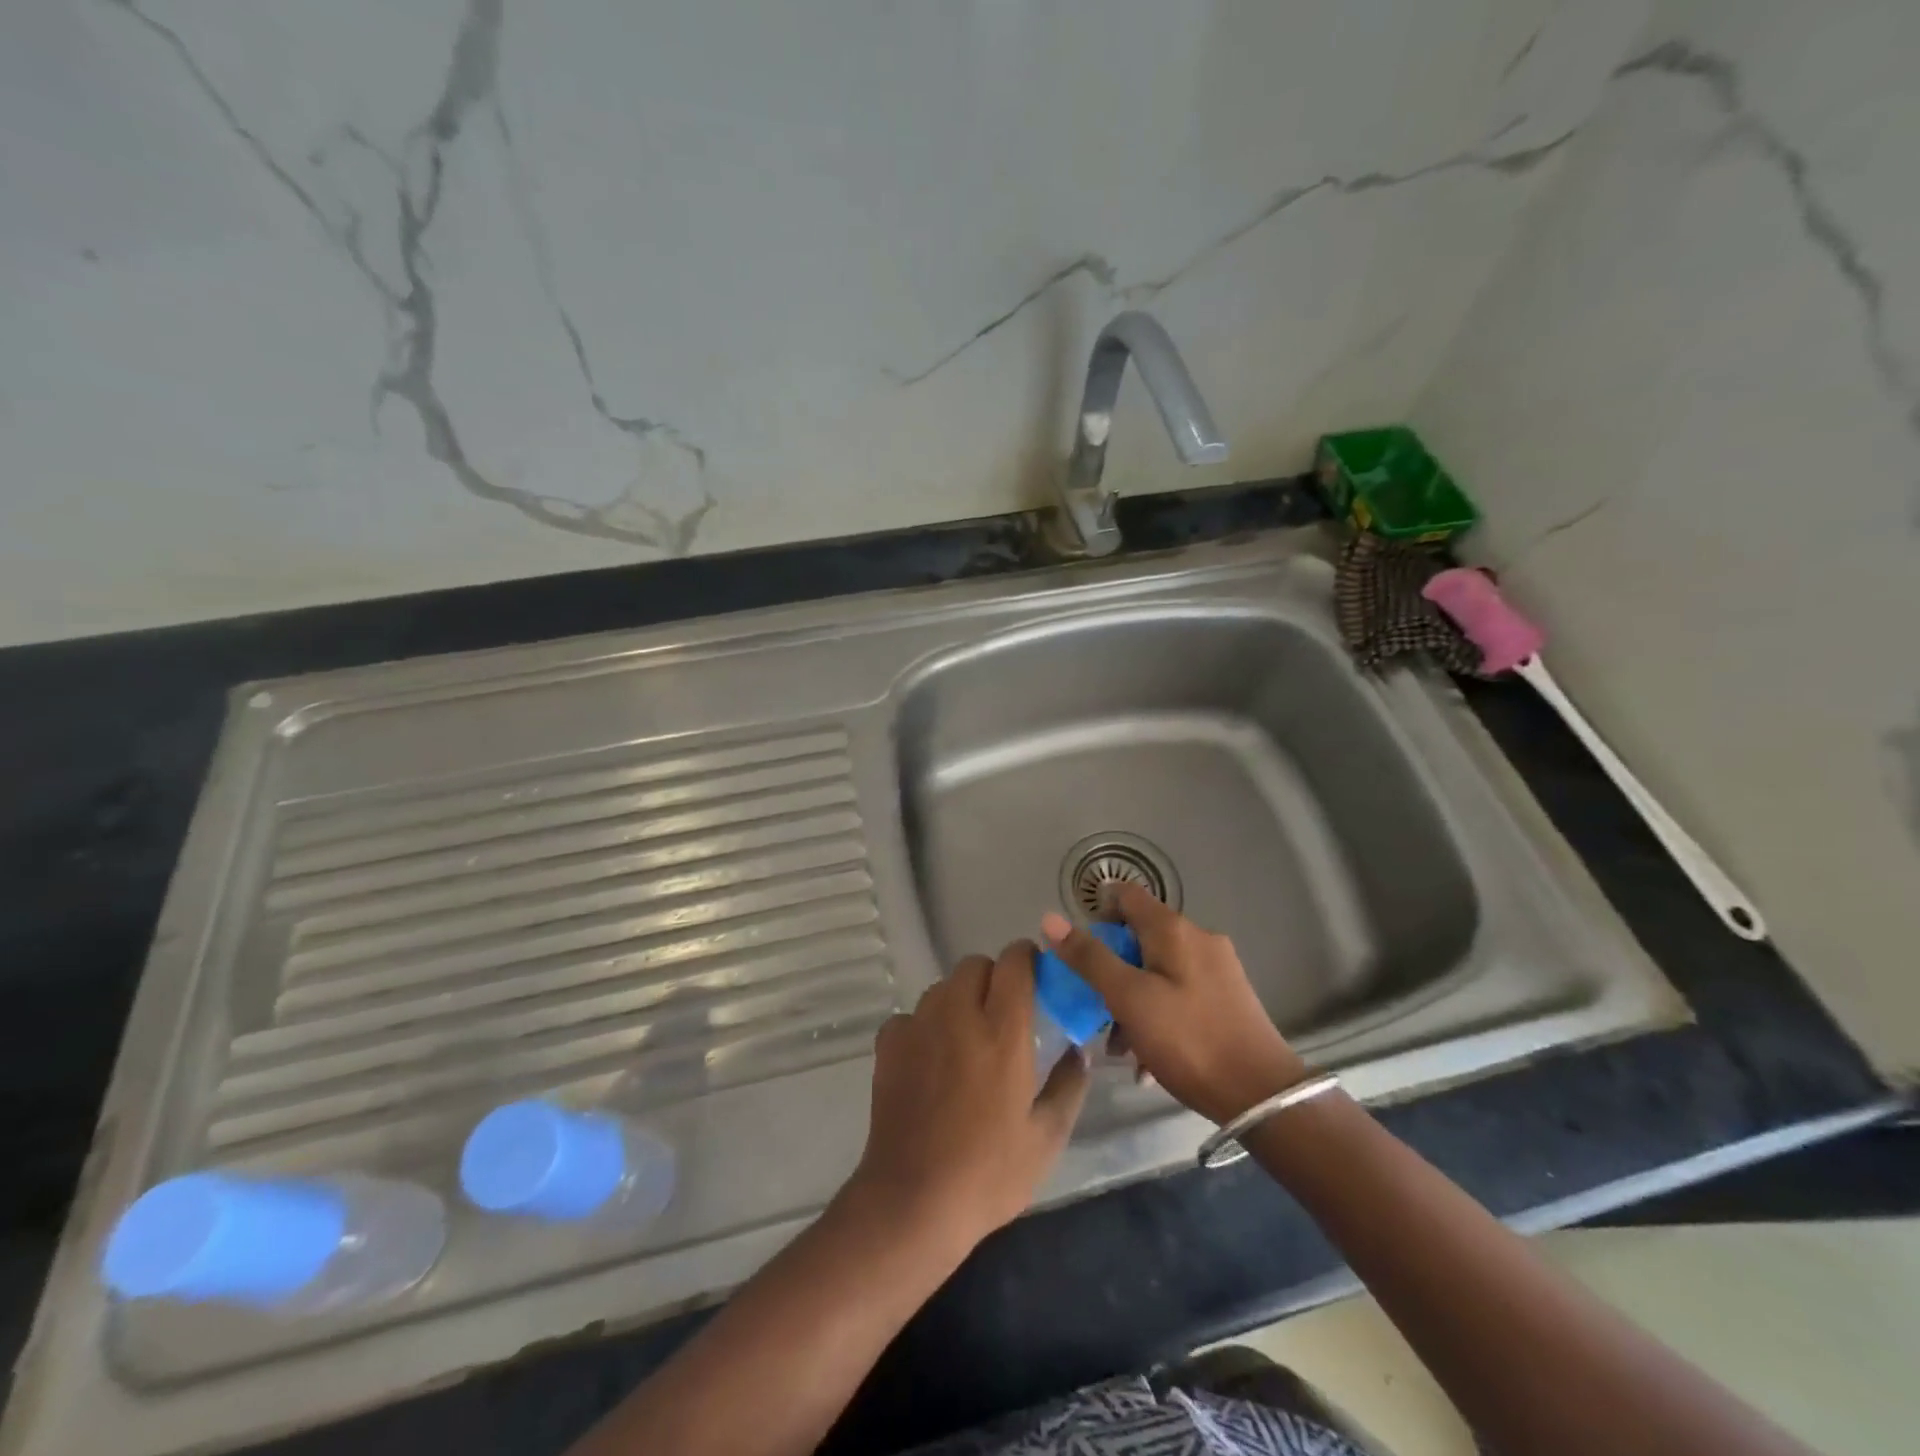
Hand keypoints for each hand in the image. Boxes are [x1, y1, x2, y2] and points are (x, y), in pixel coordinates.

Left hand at [850, 941, 1089, 1252]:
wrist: (913, 1201)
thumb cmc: (989, 1173)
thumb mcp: (1046, 1137)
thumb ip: (1068, 1086)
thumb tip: (1078, 1052)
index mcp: (1003, 1030)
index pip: (1015, 962)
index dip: (1027, 958)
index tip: (1037, 976)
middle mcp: (958, 1014)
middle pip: (975, 965)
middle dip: (993, 977)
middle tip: (1003, 1014)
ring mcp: (918, 1025)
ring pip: (942, 987)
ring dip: (959, 999)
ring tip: (967, 1038)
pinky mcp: (888, 1044)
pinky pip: (911, 1015)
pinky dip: (924, 1026)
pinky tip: (931, 1061)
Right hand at [1040, 886, 1306, 1123]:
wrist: (1261, 1095)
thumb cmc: (1188, 1040)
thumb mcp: (1128, 998)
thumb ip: (1089, 957)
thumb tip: (1051, 918)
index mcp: (1173, 929)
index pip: (1126, 895)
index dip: (1097, 912)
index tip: (1078, 949)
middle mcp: (1197, 938)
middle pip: (1139, 936)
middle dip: (1111, 968)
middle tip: (1094, 1006)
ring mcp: (1216, 968)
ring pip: (1157, 969)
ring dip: (1131, 998)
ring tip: (1119, 1046)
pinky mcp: (1226, 997)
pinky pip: (1178, 991)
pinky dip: (1156, 1013)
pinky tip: (1147, 1057)